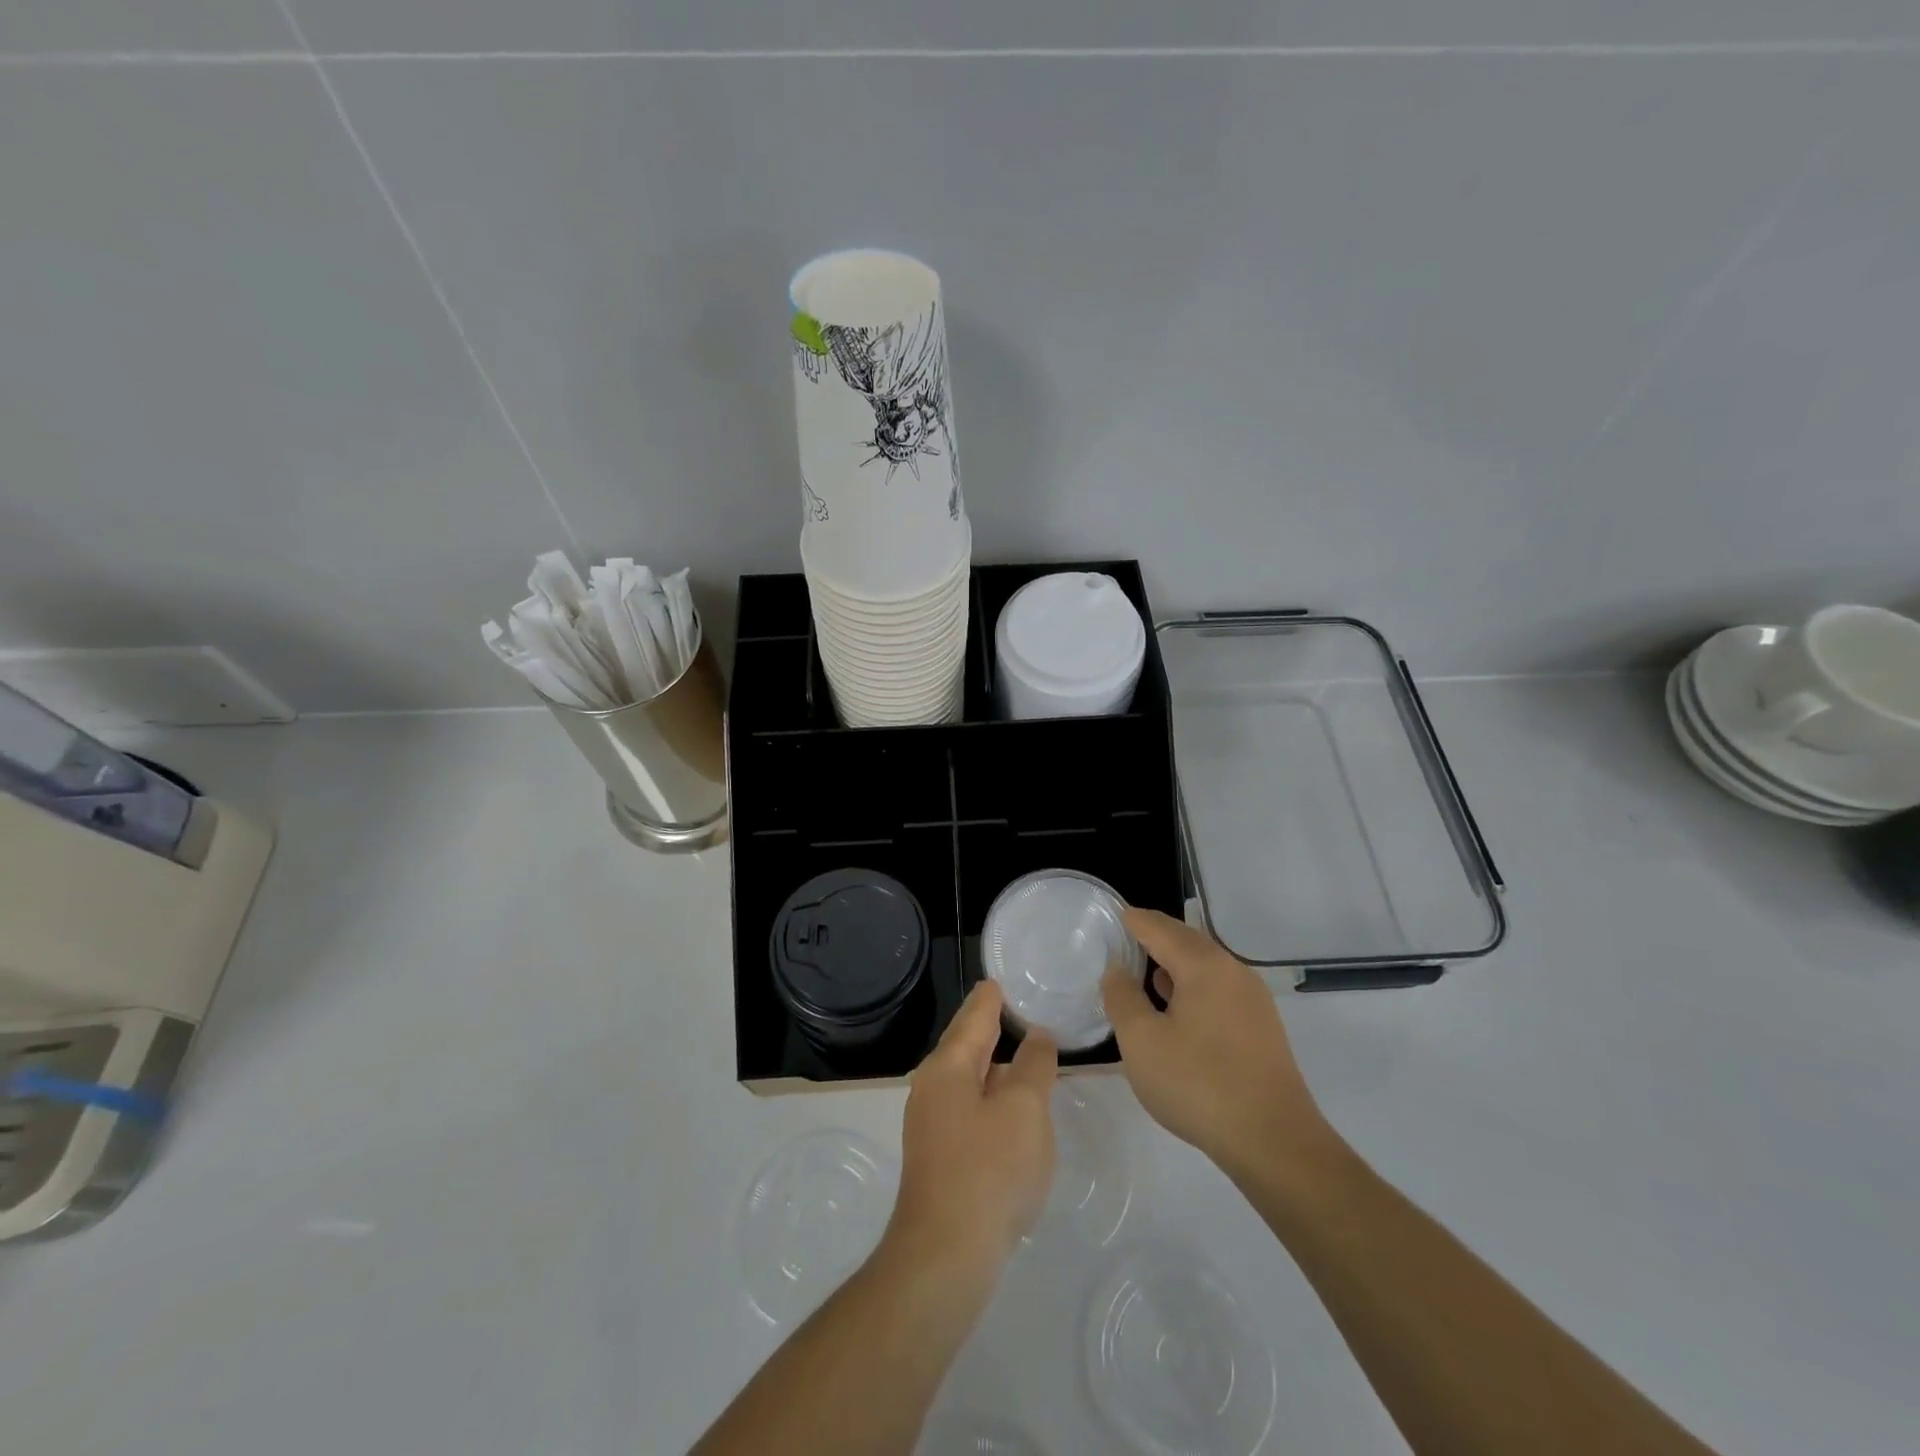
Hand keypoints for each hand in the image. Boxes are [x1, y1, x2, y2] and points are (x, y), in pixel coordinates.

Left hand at [888, 982, 1057, 1275]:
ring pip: (970, 1078)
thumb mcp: (1024, 1110)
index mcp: (948, 1065)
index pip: (976, 1012)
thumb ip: (1034, 1065)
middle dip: (995, 1025)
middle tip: (1028, 1010)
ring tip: (1029, 1055)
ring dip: (997, 1065)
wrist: (945, 1257)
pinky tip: (1014, 1111)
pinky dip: (993, 1097)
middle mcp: (932, 1086)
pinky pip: (971, 1109)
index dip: (996, 993)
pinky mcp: (940, 1155)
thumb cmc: (988, 1171)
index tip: (1012, 976)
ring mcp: (932, 1123)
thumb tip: (1037, 1036)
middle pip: (968, 1042)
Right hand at [1103, 908, 1330, 1179]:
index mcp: (1204, 965)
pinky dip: (1192, 986)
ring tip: (1145, 971)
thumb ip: (1122, 998)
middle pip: (1187, 941)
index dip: (1133, 920)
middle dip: (1155, 936)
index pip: (1160, 928)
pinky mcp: (1261, 1028)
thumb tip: (1116, 970)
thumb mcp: (1142, 1041)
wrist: (1274, 1142)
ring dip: (1174, 964)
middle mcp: (1233, 971)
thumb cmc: (1199, 1083)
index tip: (1111, 914)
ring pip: (1205, 967)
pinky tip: (1177, 1008)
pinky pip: (1218, 990)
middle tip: (1124, 937)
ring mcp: (1252, 1000)